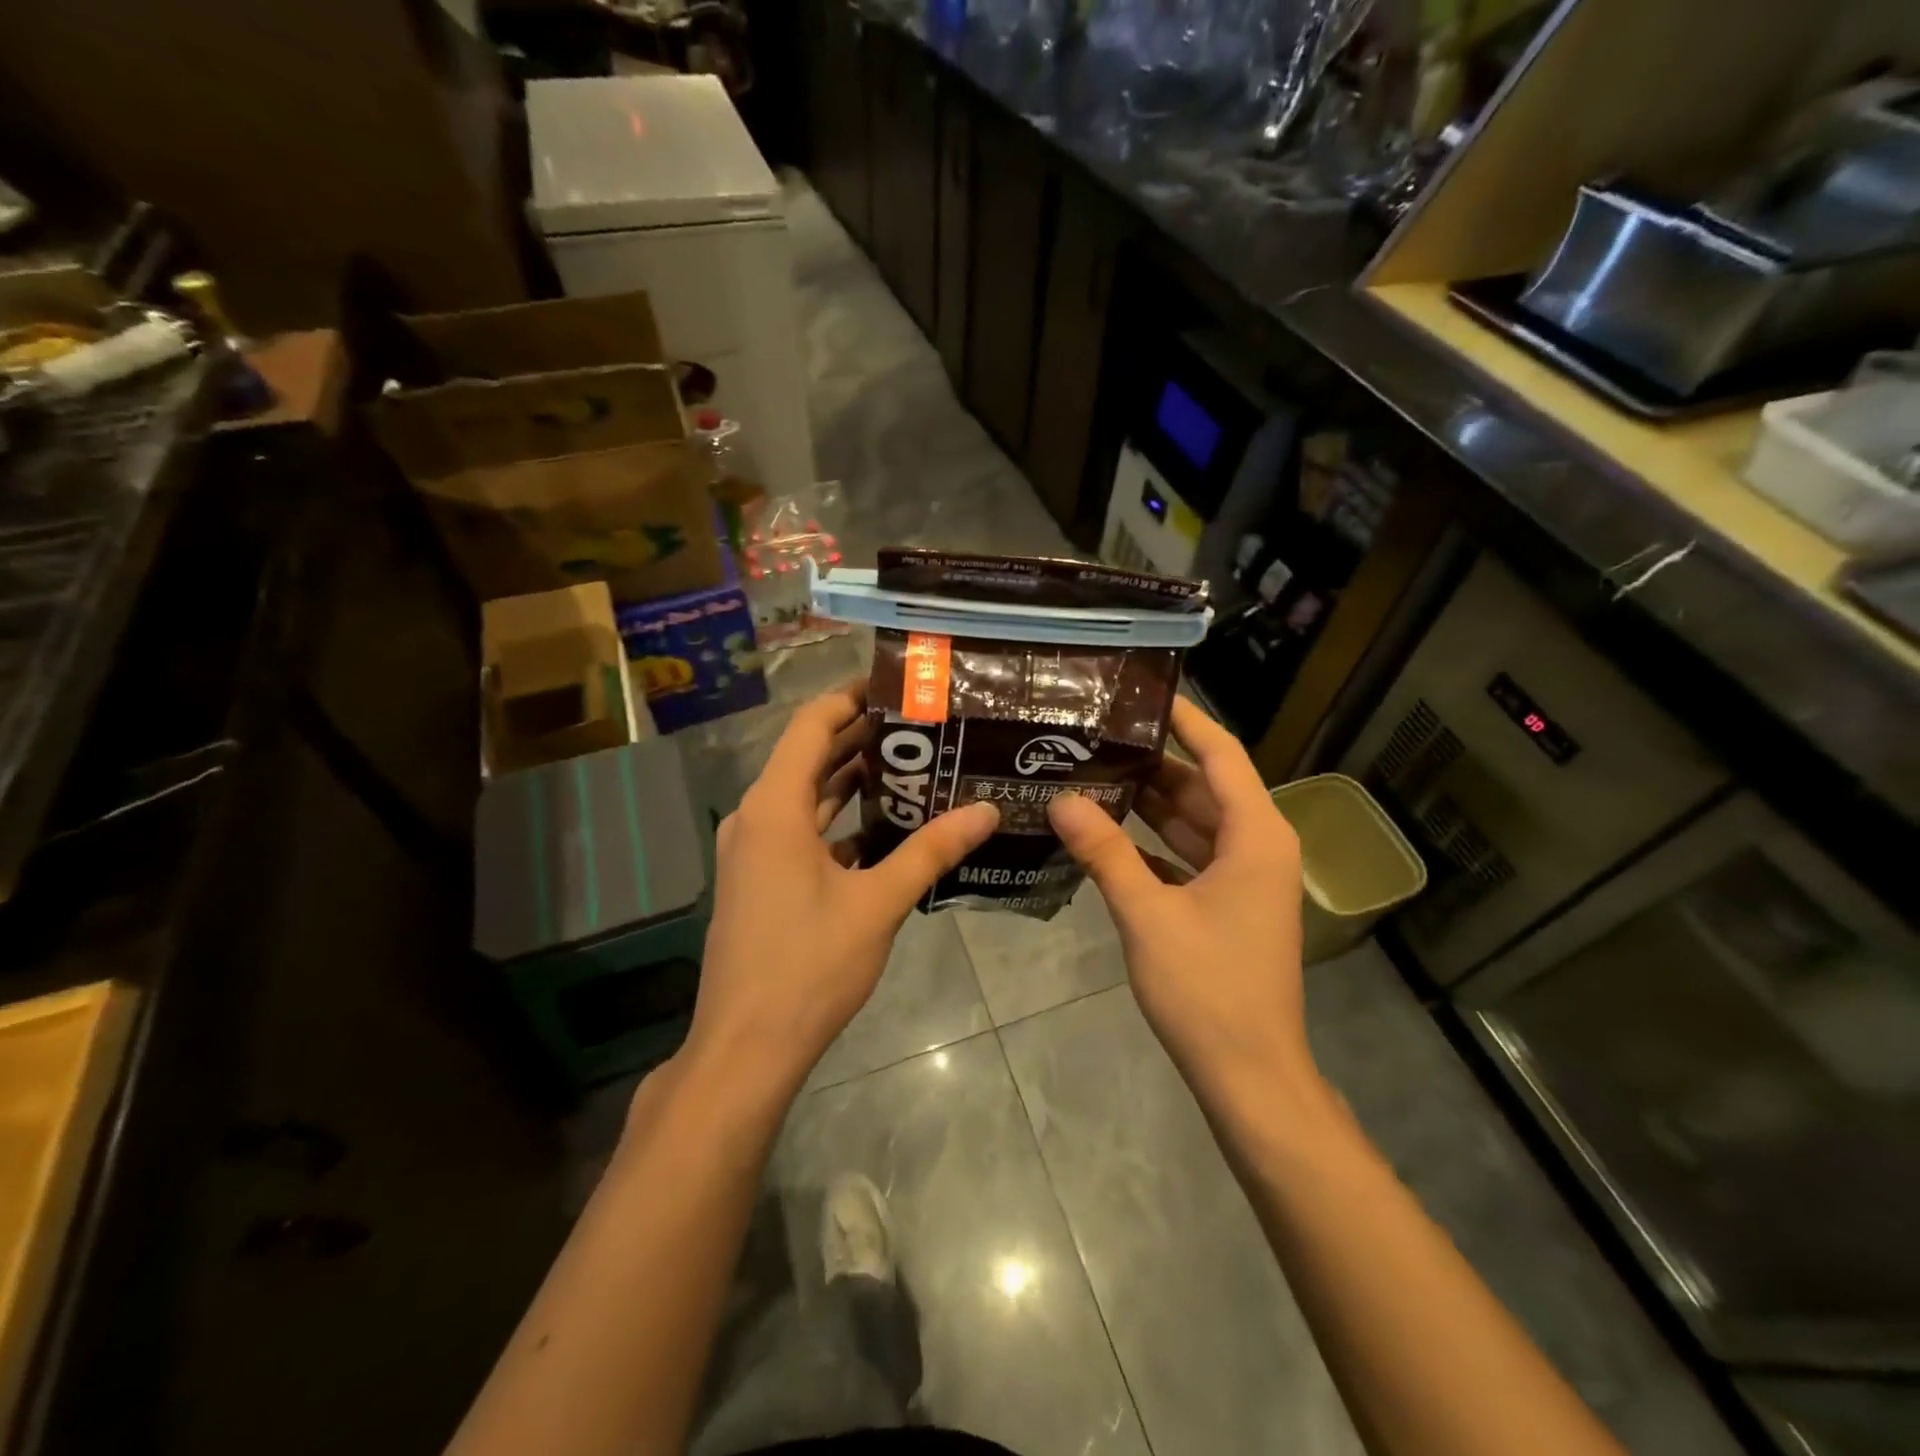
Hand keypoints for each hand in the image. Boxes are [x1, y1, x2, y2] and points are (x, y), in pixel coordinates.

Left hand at [681, 684, 998, 1096]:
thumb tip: (987, 809)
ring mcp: (753, 851)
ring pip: (806, 796)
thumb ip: (932, 850)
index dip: (850, 698)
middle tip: (921, 725)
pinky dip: (837, 820)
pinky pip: (800, 831)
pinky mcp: (759, 879)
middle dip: (861, 738)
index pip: (812, 725)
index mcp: (775, 807)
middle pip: (809, 757)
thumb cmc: (809, 966)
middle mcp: (756, 818)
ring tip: (911, 764)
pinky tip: (883, 826)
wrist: (746, 1047)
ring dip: (850, 780)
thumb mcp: (878, 903)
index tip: (897, 687)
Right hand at [1047, 698, 1322, 1115]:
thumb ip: (1104, 852)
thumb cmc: (1207, 988)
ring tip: (1089, 772)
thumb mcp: (1148, 913)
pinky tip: (1103, 833)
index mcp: (1255, 835)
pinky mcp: (1225, 904)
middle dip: (1150, 760)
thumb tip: (1061, 799)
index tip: (1140, 692)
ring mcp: (1242, 877)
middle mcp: (1256, 846)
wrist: (1249, 1074)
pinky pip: (1185, 855)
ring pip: (1190, 822)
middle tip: (1093, 735)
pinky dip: (1149, 843)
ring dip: (1145, 802)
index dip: (1184, 719)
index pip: (1220, 754)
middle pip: (1201, 785)